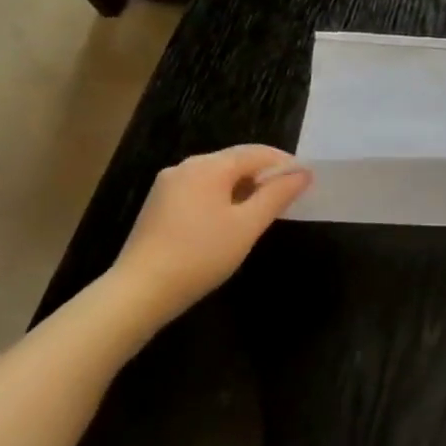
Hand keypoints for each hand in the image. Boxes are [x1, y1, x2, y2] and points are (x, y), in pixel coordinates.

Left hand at [108, 144, 312, 320]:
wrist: (138, 292)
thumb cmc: (200, 255)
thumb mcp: (248, 225)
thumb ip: (278, 195)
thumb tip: (303, 173)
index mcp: (208, 166)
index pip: (257, 152)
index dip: (285, 163)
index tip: (306, 181)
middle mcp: (186, 166)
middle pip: (236, 161)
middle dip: (264, 175)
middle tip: (289, 196)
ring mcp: (168, 185)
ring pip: (217, 176)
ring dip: (244, 187)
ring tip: (263, 210)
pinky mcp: (159, 204)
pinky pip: (200, 189)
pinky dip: (222, 197)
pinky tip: (230, 220)